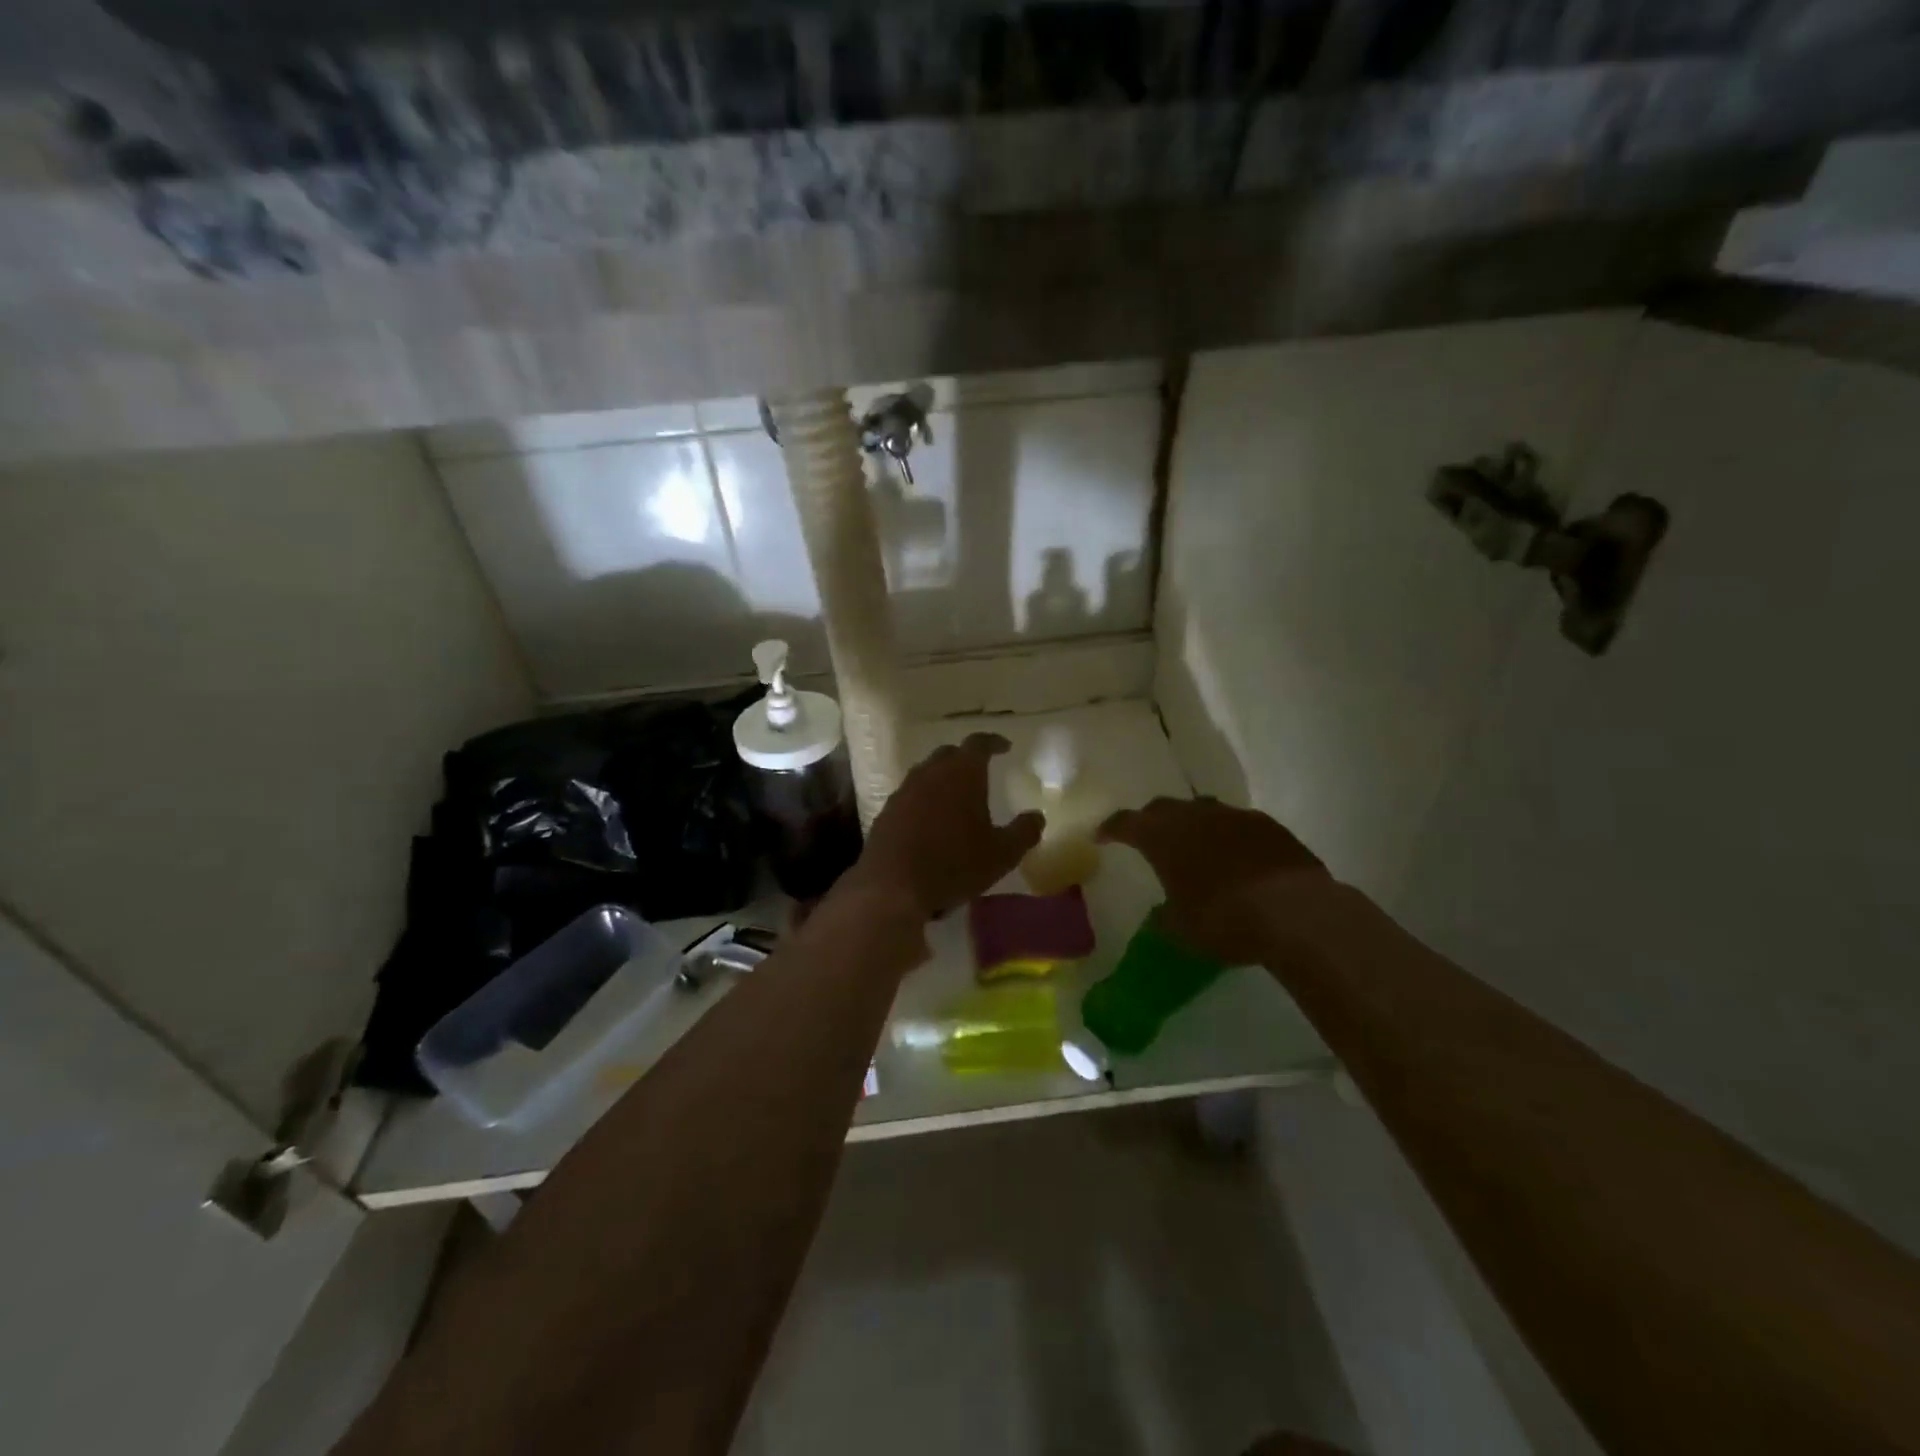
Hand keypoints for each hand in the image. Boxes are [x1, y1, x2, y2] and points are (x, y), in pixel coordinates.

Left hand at [849, 734, 1042, 920]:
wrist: (893, 887)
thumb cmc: (954, 864)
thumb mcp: (1002, 854)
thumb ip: (1023, 832)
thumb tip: (1037, 817)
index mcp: (962, 773)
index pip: (979, 743)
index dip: (993, 742)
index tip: (1004, 746)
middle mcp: (930, 773)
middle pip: (949, 754)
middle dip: (965, 758)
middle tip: (980, 771)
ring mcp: (904, 791)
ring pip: (926, 773)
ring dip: (942, 779)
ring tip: (955, 797)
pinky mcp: (886, 813)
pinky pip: (910, 797)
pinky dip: (923, 801)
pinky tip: (929, 822)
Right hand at [1097, 797, 1330, 964]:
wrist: (1295, 912)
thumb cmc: (1225, 920)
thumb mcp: (1183, 929)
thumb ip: (1166, 916)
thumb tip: (1161, 915)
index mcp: (1163, 837)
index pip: (1126, 823)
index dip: (1111, 828)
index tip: (1102, 836)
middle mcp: (1194, 816)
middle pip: (1163, 808)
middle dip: (1151, 821)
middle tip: (1148, 838)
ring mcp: (1233, 816)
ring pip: (1202, 810)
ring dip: (1192, 824)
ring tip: (1193, 846)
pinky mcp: (1267, 824)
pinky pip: (1236, 822)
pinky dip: (1226, 835)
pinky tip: (1235, 856)